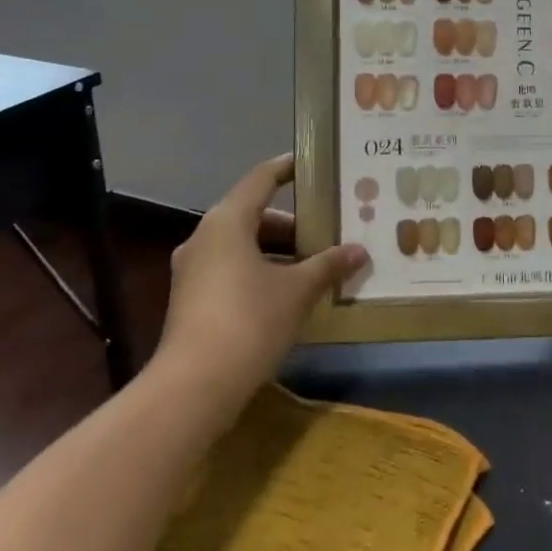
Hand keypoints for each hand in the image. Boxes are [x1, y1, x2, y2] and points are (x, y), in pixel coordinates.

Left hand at [155, 154, 367, 414]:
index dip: (288, 168)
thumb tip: (359, 251)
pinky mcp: (192, 300)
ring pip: (243, 246)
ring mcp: (194, 271)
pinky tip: (290, 294)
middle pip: (253, 215)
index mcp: (227, 222)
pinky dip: (261, 271)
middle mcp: (205, 238)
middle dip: (293, 223)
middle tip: (328, 229)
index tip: (313, 164)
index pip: (262, 179)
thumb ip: (328, 265)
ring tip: (316, 264)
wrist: (195, 386)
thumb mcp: (297, 290)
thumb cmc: (250, 321)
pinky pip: (232, 270)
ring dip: (279, 252)